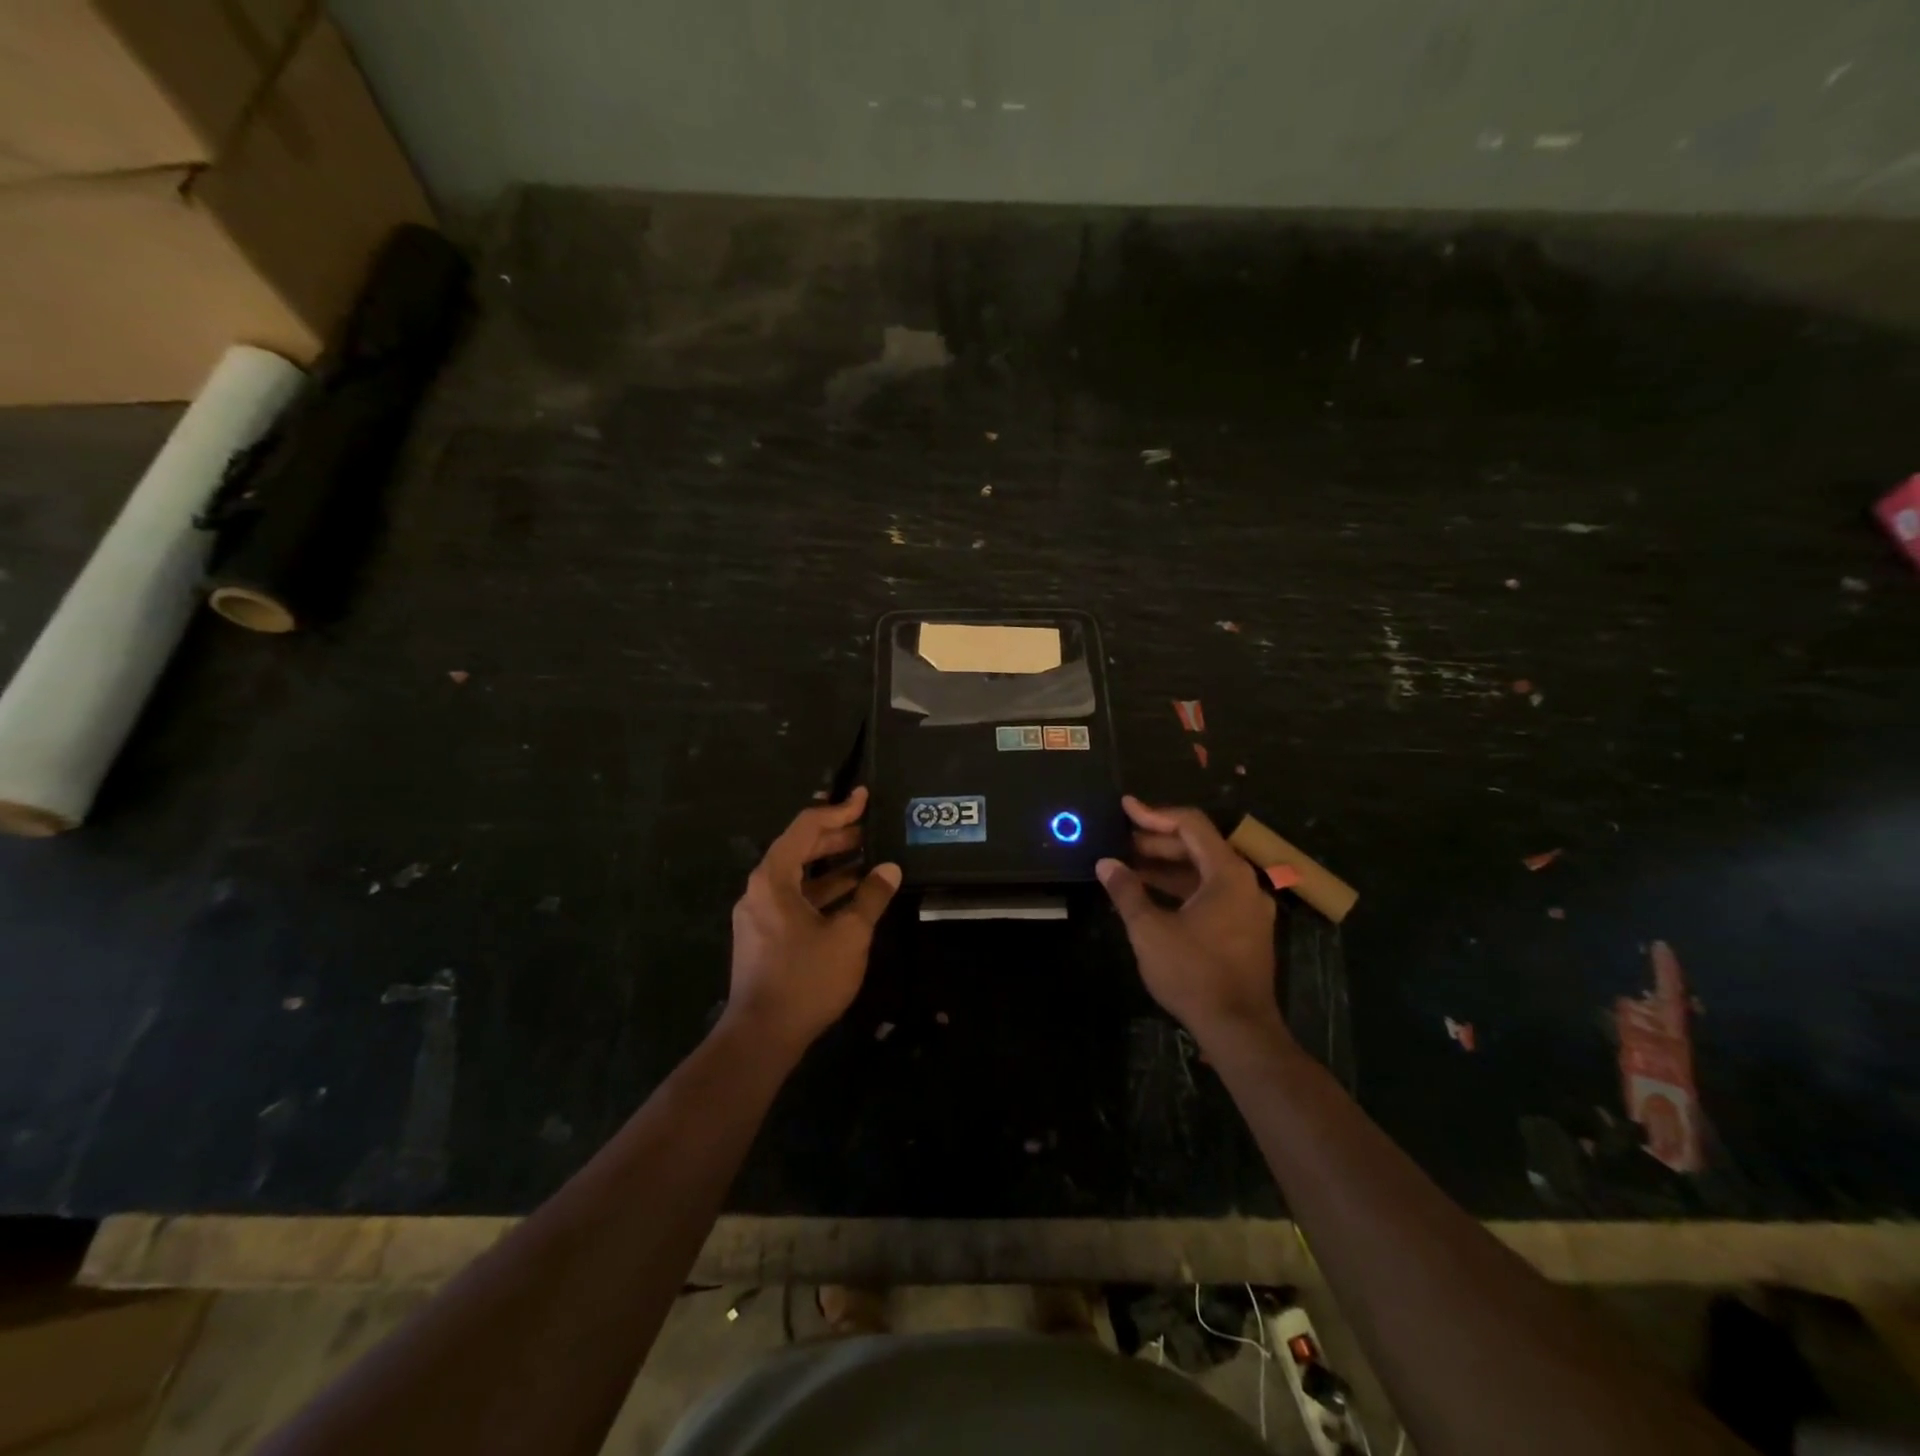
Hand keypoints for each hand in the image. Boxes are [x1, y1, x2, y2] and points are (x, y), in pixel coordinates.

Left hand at [725, 787, 900, 1055]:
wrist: (762, 1036)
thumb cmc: (806, 978)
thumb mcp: (849, 935)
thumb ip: (871, 897)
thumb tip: (889, 869)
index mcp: (773, 878)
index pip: (805, 827)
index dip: (838, 810)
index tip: (865, 799)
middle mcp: (760, 889)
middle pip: (798, 848)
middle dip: (836, 837)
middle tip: (871, 829)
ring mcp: (759, 914)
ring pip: (798, 877)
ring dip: (832, 867)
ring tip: (869, 860)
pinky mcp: (764, 936)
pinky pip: (795, 899)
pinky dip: (822, 892)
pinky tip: (851, 897)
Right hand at [1097, 797, 1286, 1052]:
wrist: (1238, 1030)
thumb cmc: (1193, 973)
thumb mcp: (1150, 930)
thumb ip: (1126, 891)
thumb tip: (1106, 863)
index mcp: (1227, 874)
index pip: (1191, 825)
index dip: (1154, 814)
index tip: (1124, 808)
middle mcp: (1244, 883)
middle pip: (1199, 846)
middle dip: (1157, 841)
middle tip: (1120, 841)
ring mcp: (1248, 908)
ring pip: (1204, 873)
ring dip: (1167, 866)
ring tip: (1129, 866)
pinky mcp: (1245, 930)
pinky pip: (1211, 894)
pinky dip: (1181, 889)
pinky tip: (1151, 896)